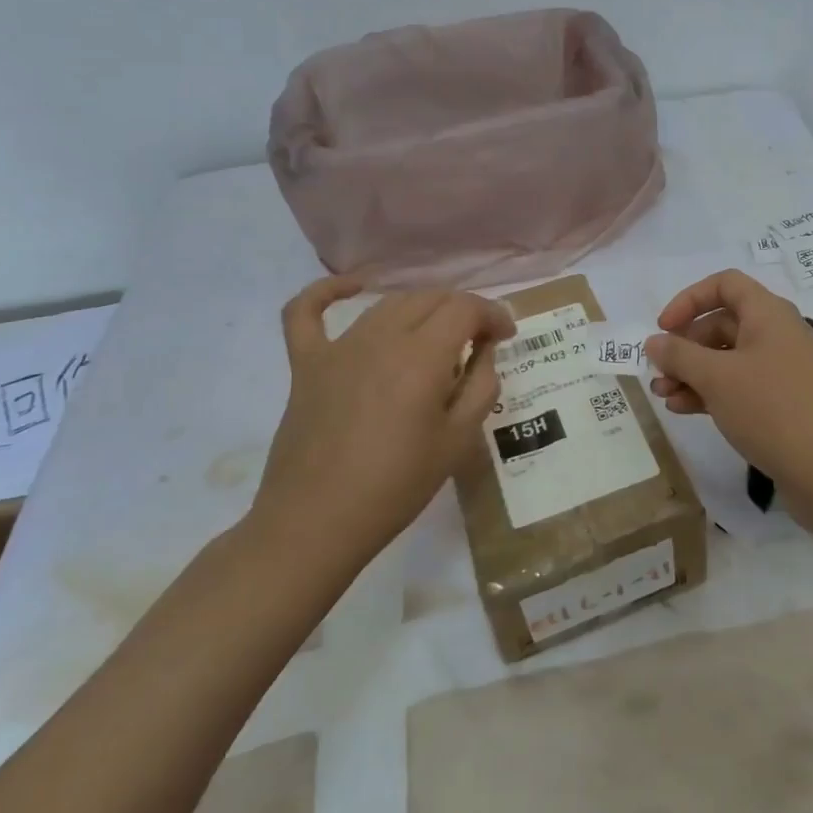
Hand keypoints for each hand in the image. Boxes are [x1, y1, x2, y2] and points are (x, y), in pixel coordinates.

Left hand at [246, 276, 515, 577]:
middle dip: (463, 312)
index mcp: (422, 356)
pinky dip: (328, 292)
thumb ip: (481, 386)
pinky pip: (306, 312)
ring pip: (388, 304)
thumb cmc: (397, 486)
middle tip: (478, 343)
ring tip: (437, 337)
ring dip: (421, 310)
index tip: (506, 336)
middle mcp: (381, 338)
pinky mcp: (306, 364)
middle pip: (430, 298)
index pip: (465, 308)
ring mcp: (338, 347)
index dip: (493, 314)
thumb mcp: (458, 441)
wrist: (316, 523)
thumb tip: (485, 351)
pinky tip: (353, 288)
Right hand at [645, 269, 812, 493]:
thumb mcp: (716, 378)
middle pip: (722, 324)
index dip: (689, 300)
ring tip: (663, 395)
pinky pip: (739, 385)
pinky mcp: (783, 402)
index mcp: (768, 314)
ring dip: (692, 373)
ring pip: (727, 358)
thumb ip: (679, 355)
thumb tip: (654, 342)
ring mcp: (782, 370)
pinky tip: (684, 410)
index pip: (725, 285)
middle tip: (658, 372)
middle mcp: (777, 334)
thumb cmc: (770, 408)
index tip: (663, 327)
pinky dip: (711, 392)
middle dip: (685, 346)